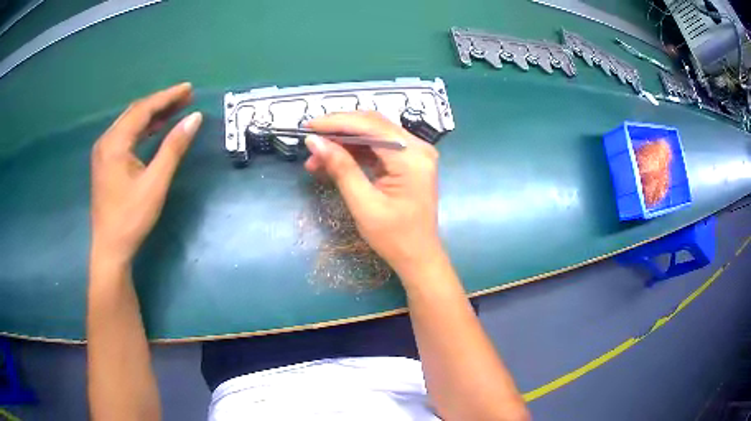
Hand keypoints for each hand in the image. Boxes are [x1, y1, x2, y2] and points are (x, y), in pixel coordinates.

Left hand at [91, 83, 201, 265]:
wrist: (110, 248)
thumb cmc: (131, 218)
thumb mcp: (155, 183)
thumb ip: (173, 147)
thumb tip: (194, 118)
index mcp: (114, 143)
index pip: (143, 109)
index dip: (167, 97)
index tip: (189, 89)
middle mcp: (106, 141)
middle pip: (135, 112)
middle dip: (161, 102)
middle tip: (186, 96)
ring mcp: (104, 152)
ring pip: (130, 123)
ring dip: (153, 115)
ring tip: (176, 108)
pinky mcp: (106, 162)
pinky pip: (126, 136)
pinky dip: (143, 128)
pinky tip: (156, 128)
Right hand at [304, 111, 443, 278]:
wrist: (418, 256)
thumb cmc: (394, 237)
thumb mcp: (363, 204)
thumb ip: (341, 168)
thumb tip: (314, 141)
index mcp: (412, 157)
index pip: (370, 126)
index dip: (336, 122)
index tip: (308, 126)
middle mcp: (418, 148)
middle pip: (372, 124)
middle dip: (338, 130)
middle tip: (310, 142)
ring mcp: (415, 153)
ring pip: (373, 134)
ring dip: (344, 142)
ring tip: (316, 158)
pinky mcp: (409, 161)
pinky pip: (378, 147)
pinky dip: (355, 151)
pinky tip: (334, 160)